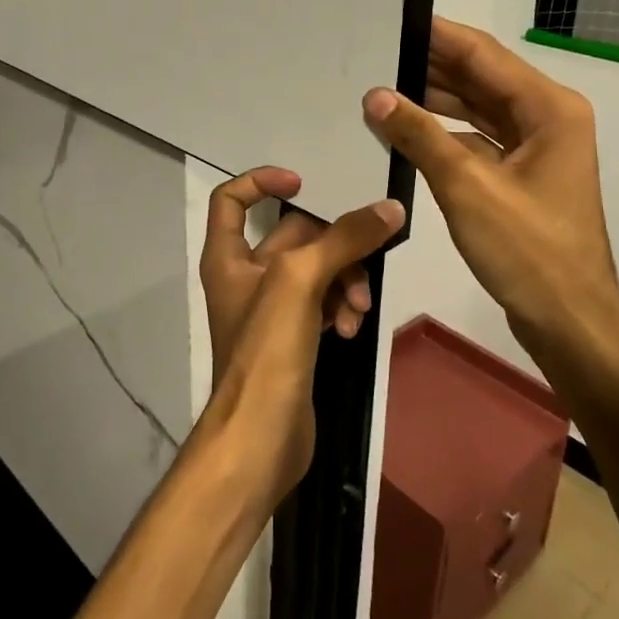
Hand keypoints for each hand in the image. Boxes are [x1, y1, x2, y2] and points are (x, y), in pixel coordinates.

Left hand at [197, 167, 404, 505]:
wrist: (261, 437)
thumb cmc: (266, 350)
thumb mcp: (301, 281)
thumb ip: (345, 239)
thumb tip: (390, 208)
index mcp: (228, 256)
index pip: (232, 199)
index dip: (262, 181)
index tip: (305, 183)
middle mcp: (246, 276)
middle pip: (295, 235)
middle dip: (334, 246)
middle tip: (365, 259)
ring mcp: (272, 309)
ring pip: (318, 271)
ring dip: (345, 281)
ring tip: (357, 309)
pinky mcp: (295, 336)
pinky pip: (325, 303)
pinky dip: (341, 308)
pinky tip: (352, 329)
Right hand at [361, 18, 618, 388]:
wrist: (570, 322)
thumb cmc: (527, 251)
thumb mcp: (467, 187)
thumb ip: (420, 136)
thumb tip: (376, 96)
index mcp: (549, 108)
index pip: (484, 55)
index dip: (438, 35)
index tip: (395, 19)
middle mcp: (548, 118)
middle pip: (482, 79)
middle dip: (431, 67)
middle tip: (377, 53)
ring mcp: (537, 149)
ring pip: (479, 110)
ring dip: (435, 101)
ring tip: (382, 87)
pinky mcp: (523, 176)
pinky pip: (479, 140)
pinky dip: (446, 135)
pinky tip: (407, 132)